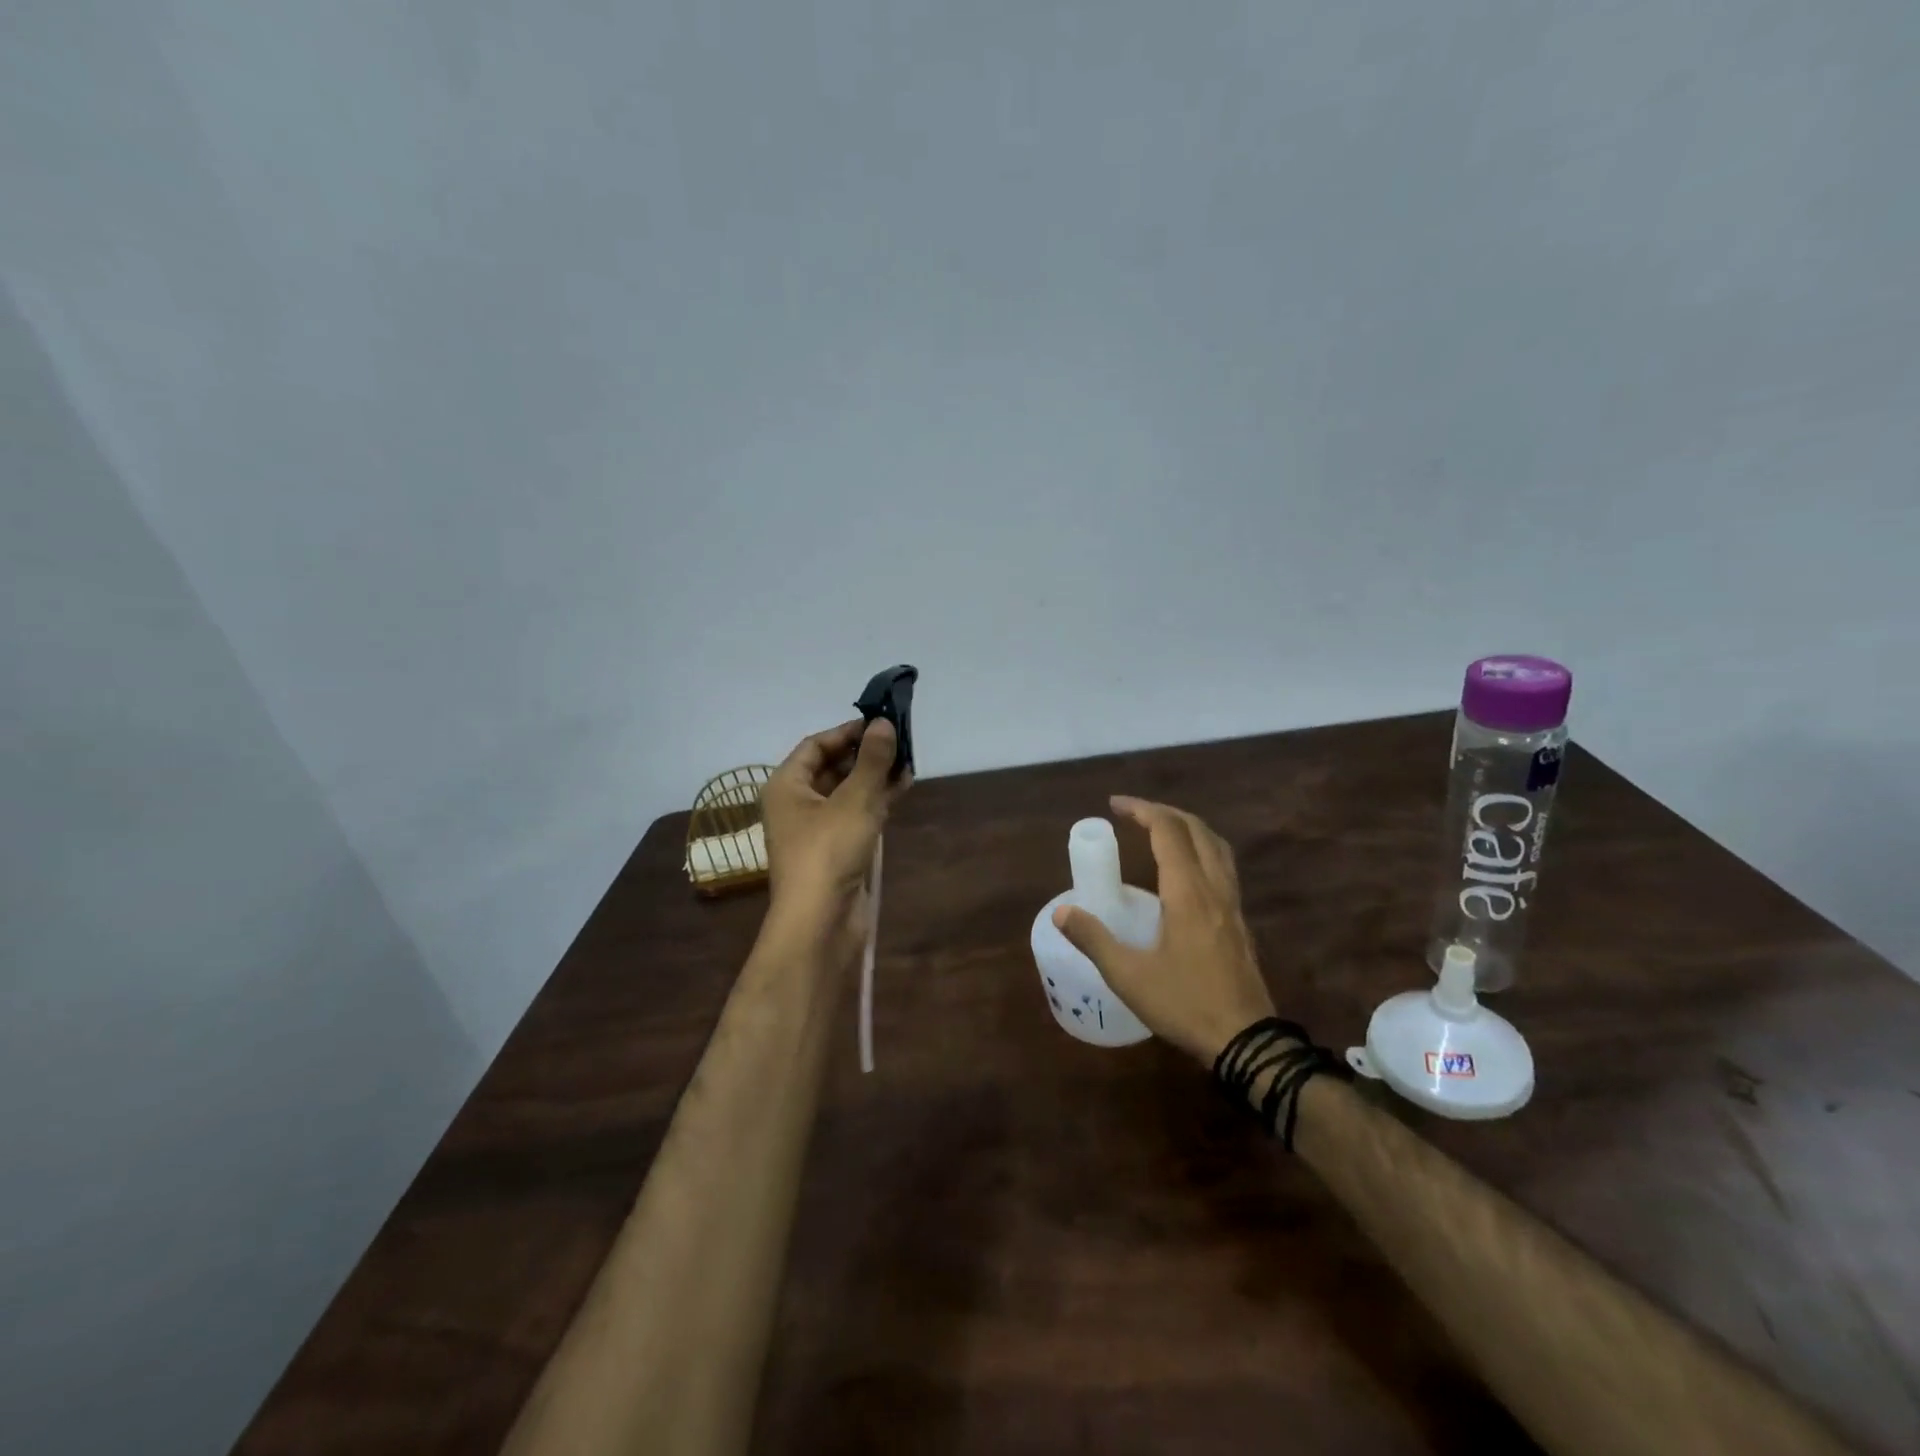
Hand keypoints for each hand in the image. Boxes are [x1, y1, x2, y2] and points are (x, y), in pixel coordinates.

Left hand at [761, 717, 908, 957]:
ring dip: (875, 777)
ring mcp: (816, 829)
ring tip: (908, 763)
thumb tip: (884, 724)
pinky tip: (903, 788)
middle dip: (866, 754)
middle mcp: (797, 803)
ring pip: (847, 792)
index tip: (881, 722)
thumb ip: (872, 761)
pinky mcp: (836, 849)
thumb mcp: (854, 800)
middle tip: (901, 741)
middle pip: (832, 767)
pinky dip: (877, 800)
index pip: (816, 745)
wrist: (820, 922)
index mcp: (787, 785)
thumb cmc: (829, 852)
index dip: (847, 731)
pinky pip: (856, 814)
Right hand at [1052, 796, 1275, 1065]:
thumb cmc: (1185, 1004)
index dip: (1142, 810)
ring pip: (1216, 846)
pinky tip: (1185, 872)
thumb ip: (1093, 939)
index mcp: (1188, 892)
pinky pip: (1223, 867)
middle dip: (1164, 812)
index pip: (1168, 831)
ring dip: (1188, 827)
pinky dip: (1202, 850)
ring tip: (1160, 831)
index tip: (1115, 805)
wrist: (1246, 1042)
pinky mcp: (1238, 922)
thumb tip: (1062, 912)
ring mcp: (1232, 904)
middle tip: (1133, 814)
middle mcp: (1214, 888)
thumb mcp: (1128, 976)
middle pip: (1196, 830)